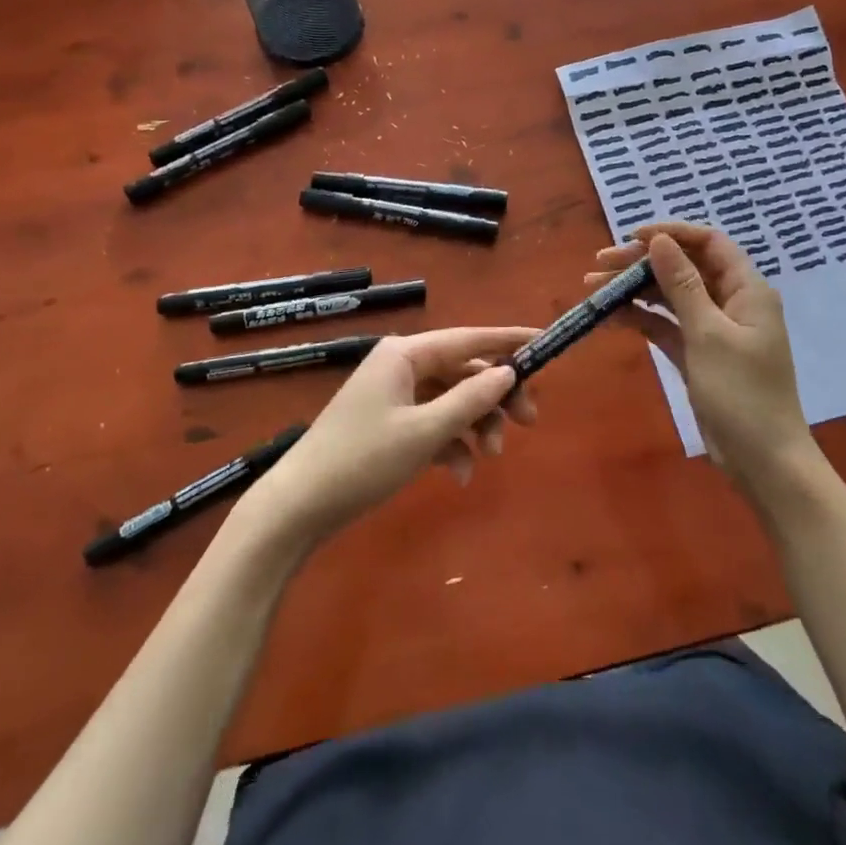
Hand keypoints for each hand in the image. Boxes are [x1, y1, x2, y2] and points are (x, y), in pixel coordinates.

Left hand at [250, 327, 538, 547]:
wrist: (300, 506)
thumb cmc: (362, 460)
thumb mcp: (424, 431)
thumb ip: (471, 400)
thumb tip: (508, 372)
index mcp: (405, 353)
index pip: (468, 338)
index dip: (508, 341)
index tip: (545, 342)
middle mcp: (401, 365)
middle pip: (464, 371)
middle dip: (496, 397)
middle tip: (529, 422)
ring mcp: (395, 396)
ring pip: (452, 400)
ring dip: (476, 426)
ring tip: (491, 458)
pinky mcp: (390, 424)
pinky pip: (433, 424)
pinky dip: (451, 445)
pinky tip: (459, 475)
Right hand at [588, 224, 815, 506]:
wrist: (763, 462)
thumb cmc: (742, 394)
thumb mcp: (708, 334)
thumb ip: (683, 284)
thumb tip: (659, 241)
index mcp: (746, 290)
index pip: (709, 243)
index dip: (672, 234)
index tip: (632, 237)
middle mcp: (731, 303)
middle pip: (684, 267)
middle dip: (643, 262)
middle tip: (600, 262)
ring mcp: (713, 330)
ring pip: (670, 296)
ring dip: (635, 289)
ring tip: (593, 286)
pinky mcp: (698, 354)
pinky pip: (666, 325)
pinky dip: (641, 318)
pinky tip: (610, 316)